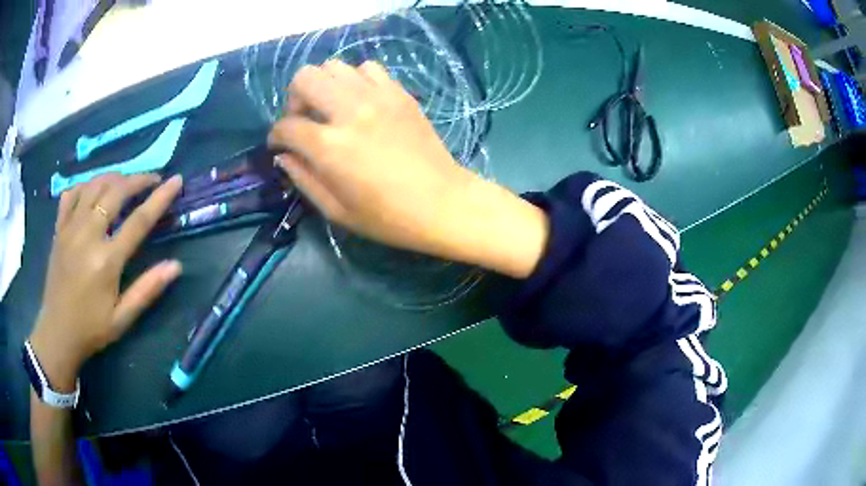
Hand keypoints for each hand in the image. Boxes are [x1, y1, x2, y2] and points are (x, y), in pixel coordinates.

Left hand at [28, 173, 183, 390]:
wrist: (57, 332)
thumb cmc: (91, 329)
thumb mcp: (122, 319)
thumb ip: (147, 290)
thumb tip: (175, 266)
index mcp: (106, 261)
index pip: (139, 221)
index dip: (160, 198)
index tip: (176, 181)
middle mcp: (88, 236)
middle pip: (116, 192)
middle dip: (138, 180)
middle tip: (152, 179)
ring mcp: (70, 229)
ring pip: (94, 185)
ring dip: (114, 177)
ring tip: (125, 182)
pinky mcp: (59, 229)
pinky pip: (72, 194)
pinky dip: (86, 185)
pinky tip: (93, 191)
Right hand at [268, 59, 476, 252]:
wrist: (442, 203)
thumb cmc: (388, 217)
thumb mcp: (336, 210)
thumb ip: (303, 179)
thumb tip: (283, 156)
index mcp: (329, 146)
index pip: (286, 126)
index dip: (276, 137)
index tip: (280, 145)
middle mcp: (349, 111)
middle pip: (305, 78)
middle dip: (294, 98)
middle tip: (304, 120)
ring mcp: (377, 97)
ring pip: (335, 66)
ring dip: (324, 85)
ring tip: (332, 109)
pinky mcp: (399, 93)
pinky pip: (368, 69)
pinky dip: (356, 80)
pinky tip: (360, 101)